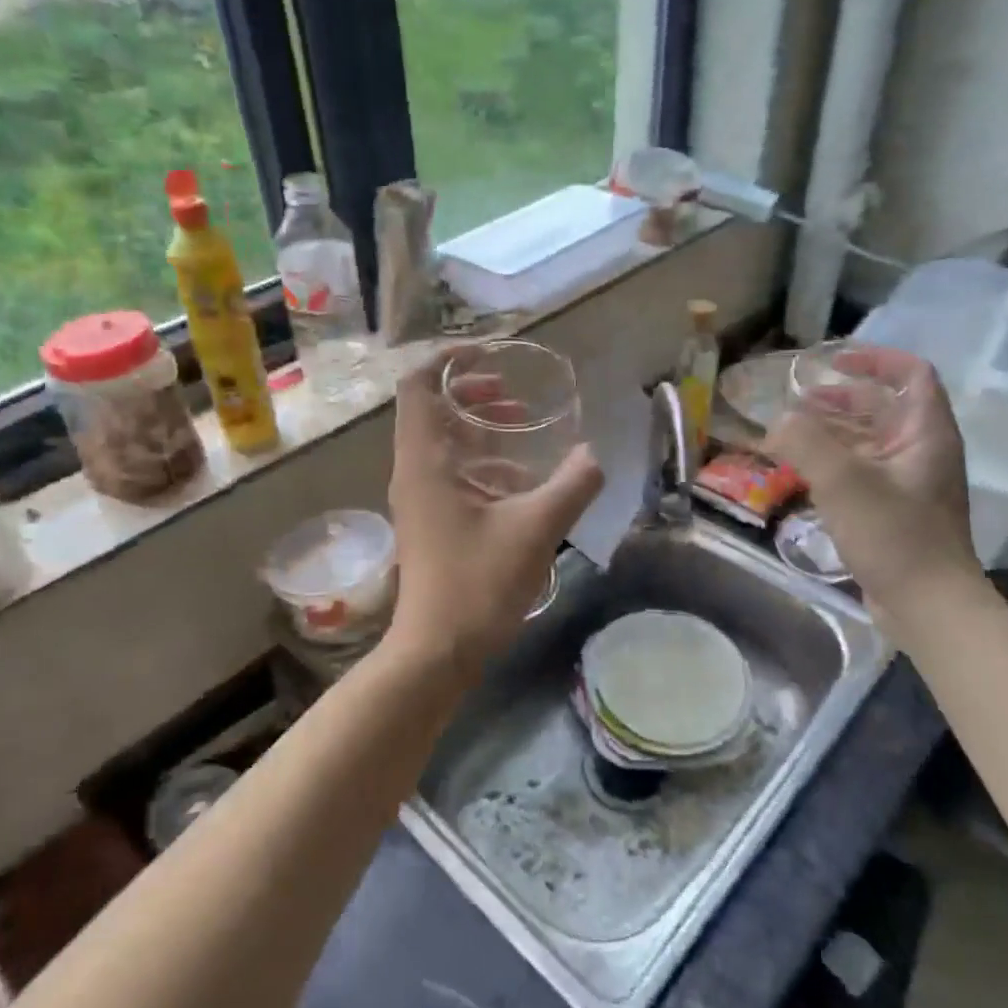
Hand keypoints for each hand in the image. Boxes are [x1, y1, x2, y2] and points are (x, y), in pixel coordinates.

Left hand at [387, 348, 602, 668]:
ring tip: (522, 427)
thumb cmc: (478, 585)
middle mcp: (413, 472)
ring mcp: (419, 499)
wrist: (437, 652)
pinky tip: (520, 480)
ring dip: (479, 427)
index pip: (418, 385)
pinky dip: (481, 461)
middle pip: (431, 409)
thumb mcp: (536, 529)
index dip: (449, 359)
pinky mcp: (430, 522)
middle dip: (473, 392)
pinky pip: (450, 473)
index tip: (492, 355)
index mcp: (425, 461)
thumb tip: (593, 456)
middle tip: (515, 395)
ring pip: (442, 442)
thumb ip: (572, 485)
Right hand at [765, 345, 978, 611]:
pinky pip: (860, 473)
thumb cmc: (894, 536)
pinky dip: (831, 464)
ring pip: (868, 442)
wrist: (928, 607)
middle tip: (797, 400)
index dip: (876, 359)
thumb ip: (805, 442)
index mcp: (925, 434)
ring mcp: (908, 485)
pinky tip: (800, 475)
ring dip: (831, 431)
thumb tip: (777, 422)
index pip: (912, 375)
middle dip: (840, 398)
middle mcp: (922, 453)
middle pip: (883, 408)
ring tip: (789, 434)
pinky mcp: (893, 513)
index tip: (834, 360)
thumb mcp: (843, 482)